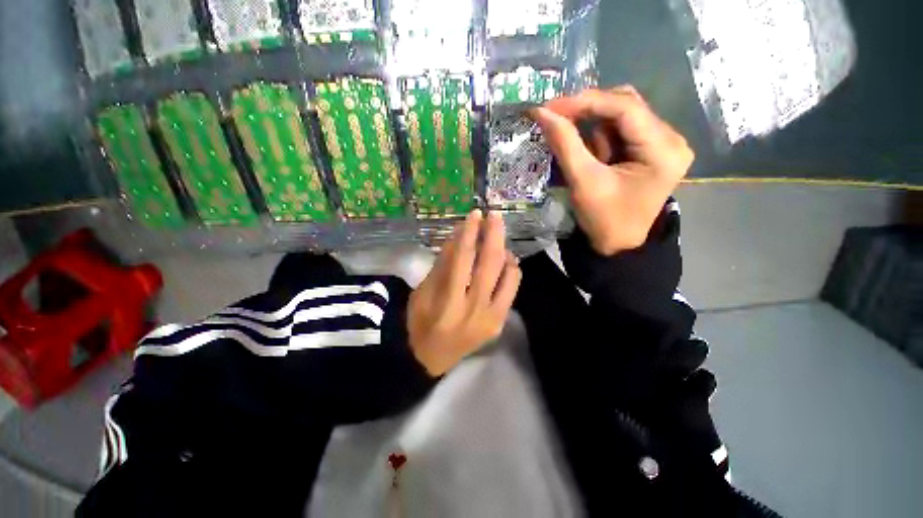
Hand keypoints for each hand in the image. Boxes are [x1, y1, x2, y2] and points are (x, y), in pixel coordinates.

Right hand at [408, 211, 520, 375]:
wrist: (432, 359)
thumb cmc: (420, 323)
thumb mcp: (423, 292)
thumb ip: (443, 264)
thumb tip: (459, 235)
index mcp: (449, 302)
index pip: (463, 258)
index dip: (470, 232)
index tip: (475, 213)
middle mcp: (475, 309)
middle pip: (490, 262)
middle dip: (494, 234)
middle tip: (495, 215)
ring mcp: (492, 317)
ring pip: (508, 274)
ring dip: (505, 250)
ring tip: (497, 238)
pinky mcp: (500, 322)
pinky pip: (512, 289)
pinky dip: (511, 270)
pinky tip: (504, 261)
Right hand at [530, 86, 693, 255]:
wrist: (617, 245)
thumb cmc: (603, 220)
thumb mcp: (583, 182)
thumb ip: (564, 144)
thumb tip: (541, 112)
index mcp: (663, 149)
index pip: (625, 107)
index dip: (585, 102)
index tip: (551, 106)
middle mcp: (671, 138)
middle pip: (626, 105)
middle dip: (588, 112)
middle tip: (556, 119)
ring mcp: (663, 143)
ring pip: (622, 115)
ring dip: (593, 128)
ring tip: (580, 152)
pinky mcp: (651, 149)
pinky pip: (621, 130)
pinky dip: (599, 137)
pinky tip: (592, 156)